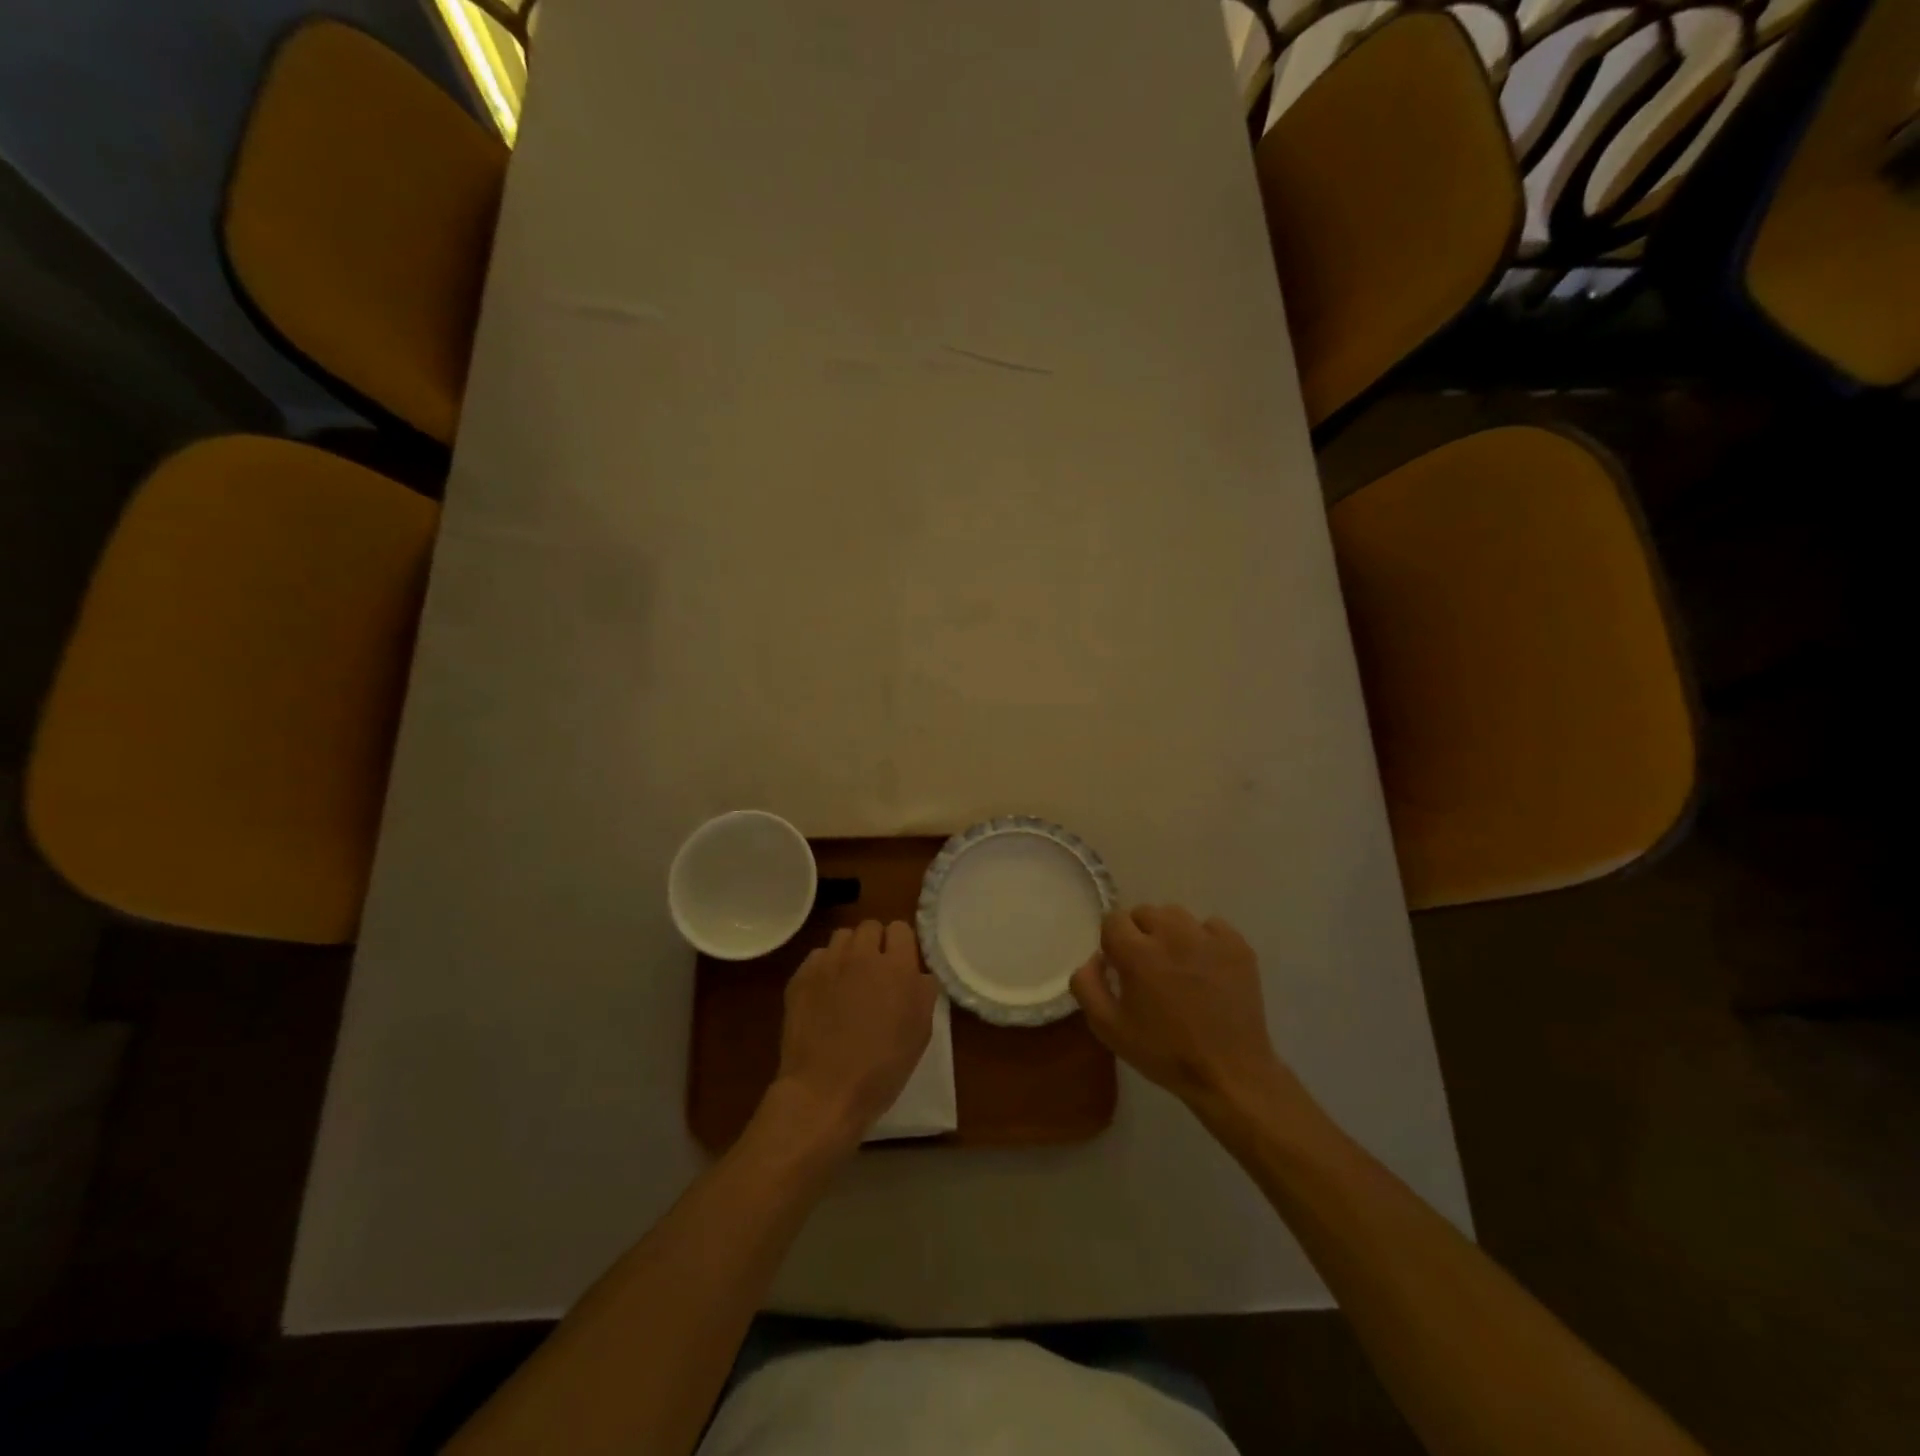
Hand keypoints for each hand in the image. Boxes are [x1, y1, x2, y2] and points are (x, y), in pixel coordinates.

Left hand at [771, 920, 937, 1149]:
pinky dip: (824, 968)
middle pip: (870, 926)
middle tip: (875, 973)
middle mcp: (862, 955)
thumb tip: (919, 973)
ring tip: (848, 980)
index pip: (901, 929)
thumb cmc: (882, 1068)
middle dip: (875, 944)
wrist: (824, 1091)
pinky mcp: (801, 976)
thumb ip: (924, 993)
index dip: (902, 946)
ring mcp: (828, 963)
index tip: (901, 966)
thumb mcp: (920, 1033)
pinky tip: (824, 994)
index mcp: (897, 967)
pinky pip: (817, 956)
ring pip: (842, 937)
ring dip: (849, 952)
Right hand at [1071, 905, 1296, 1114]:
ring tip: (1176, 963)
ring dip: (1169, 932)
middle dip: (1139, 933)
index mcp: (1137, 952)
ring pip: (1176, 915)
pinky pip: (1211, 925)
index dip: (1112, 940)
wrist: (1230, 1074)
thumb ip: (1086, 985)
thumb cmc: (1164, 1052)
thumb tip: (1094, 957)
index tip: (1119, 964)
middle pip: (1144, 913)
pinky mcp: (1237, 946)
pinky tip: (1205, 967)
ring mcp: (1208, 937)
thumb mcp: (1108, 1028)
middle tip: (1147, 967)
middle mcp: (1171, 934)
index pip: (1113, 919)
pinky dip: (1203, 939)